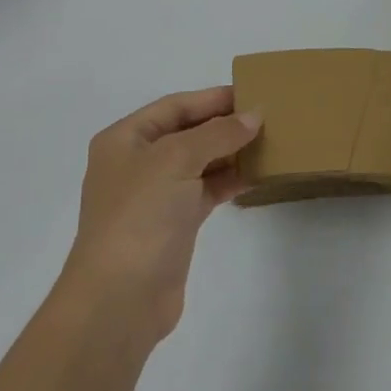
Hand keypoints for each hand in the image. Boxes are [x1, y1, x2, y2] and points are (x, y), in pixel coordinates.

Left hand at [63, 86, 260, 343]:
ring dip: (230, 152)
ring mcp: (155, 196)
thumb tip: (254, 116)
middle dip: (224, 124)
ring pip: (199, 162)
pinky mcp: (173, 224)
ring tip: (270, 142)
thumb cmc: (140, 215)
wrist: (120, 298)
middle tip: (268, 117)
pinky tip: (257, 174)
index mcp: (125, 139)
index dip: (212, 98)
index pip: (175, 106)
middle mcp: (137, 163)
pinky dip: (229, 180)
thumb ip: (218, 133)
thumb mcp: (177, 159)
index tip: (252, 93)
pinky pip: (205, 190)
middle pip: (187, 132)